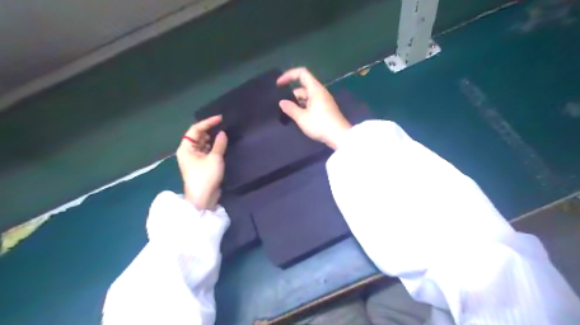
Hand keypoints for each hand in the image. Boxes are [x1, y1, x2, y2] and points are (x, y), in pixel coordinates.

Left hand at [176, 115, 228, 210]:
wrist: (203, 198)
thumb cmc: (206, 176)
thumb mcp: (215, 158)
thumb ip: (219, 144)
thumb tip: (222, 133)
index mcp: (186, 148)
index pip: (195, 129)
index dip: (208, 122)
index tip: (221, 119)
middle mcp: (188, 151)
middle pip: (198, 136)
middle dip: (210, 130)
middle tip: (224, 126)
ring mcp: (194, 159)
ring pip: (203, 144)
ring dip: (212, 139)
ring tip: (224, 134)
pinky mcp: (200, 165)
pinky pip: (206, 151)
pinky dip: (213, 147)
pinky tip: (222, 145)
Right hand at [274, 68, 350, 149]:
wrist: (339, 136)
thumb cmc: (320, 125)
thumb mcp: (302, 118)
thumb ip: (291, 109)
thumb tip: (282, 102)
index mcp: (315, 89)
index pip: (301, 73)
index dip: (289, 75)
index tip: (279, 84)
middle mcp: (320, 92)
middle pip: (303, 87)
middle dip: (292, 94)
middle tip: (283, 106)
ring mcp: (324, 101)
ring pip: (307, 96)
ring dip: (297, 102)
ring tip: (289, 113)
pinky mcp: (326, 109)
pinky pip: (312, 103)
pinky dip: (304, 107)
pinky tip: (299, 117)